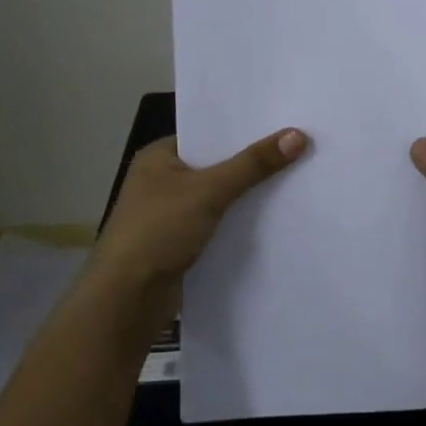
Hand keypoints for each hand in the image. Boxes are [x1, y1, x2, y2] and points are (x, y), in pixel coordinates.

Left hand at [91, 128, 307, 335]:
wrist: (126, 300)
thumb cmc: (158, 231)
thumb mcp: (209, 191)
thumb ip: (253, 164)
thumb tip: (298, 135)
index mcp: (159, 157)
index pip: (208, 134)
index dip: (244, 130)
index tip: (284, 124)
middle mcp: (163, 181)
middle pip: (217, 165)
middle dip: (252, 163)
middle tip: (299, 149)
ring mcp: (171, 215)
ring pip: (220, 197)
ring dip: (248, 195)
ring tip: (296, 180)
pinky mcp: (182, 244)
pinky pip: (219, 224)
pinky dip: (240, 222)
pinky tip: (274, 219)